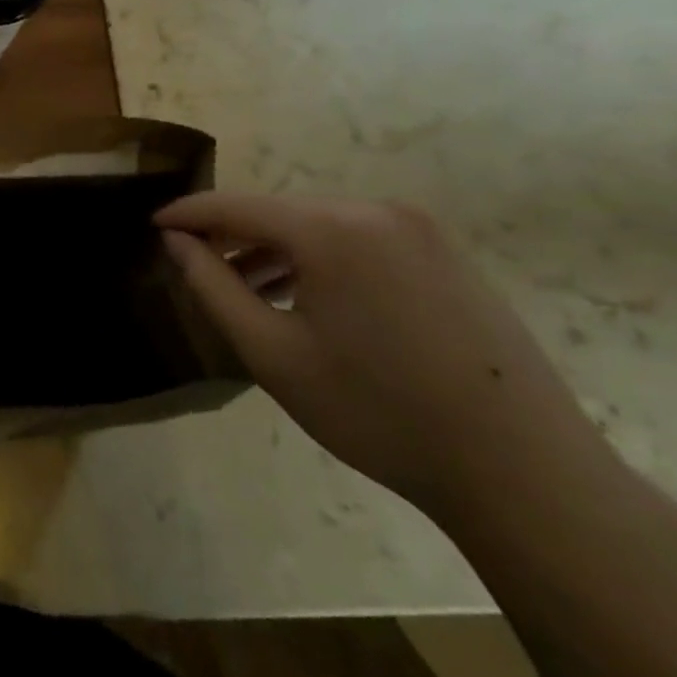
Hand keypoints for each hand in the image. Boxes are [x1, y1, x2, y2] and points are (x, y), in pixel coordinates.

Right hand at [156, 193, 603, 519]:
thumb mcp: (273, 354)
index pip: (236, 205)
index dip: (188, 214)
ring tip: (247, 289)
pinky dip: (322, 259)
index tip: (153, 225)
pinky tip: (310, 298)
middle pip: (280, 212)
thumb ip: (213, 287)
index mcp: (331, 229)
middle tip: (199, 267)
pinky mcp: (447, 254)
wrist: (523, 471)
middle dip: (234, 236)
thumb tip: (177, 243)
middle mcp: (376, 210)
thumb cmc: (379, 412)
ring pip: (320, 225)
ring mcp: (420, 230)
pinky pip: (361, 240)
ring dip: (277, 249)